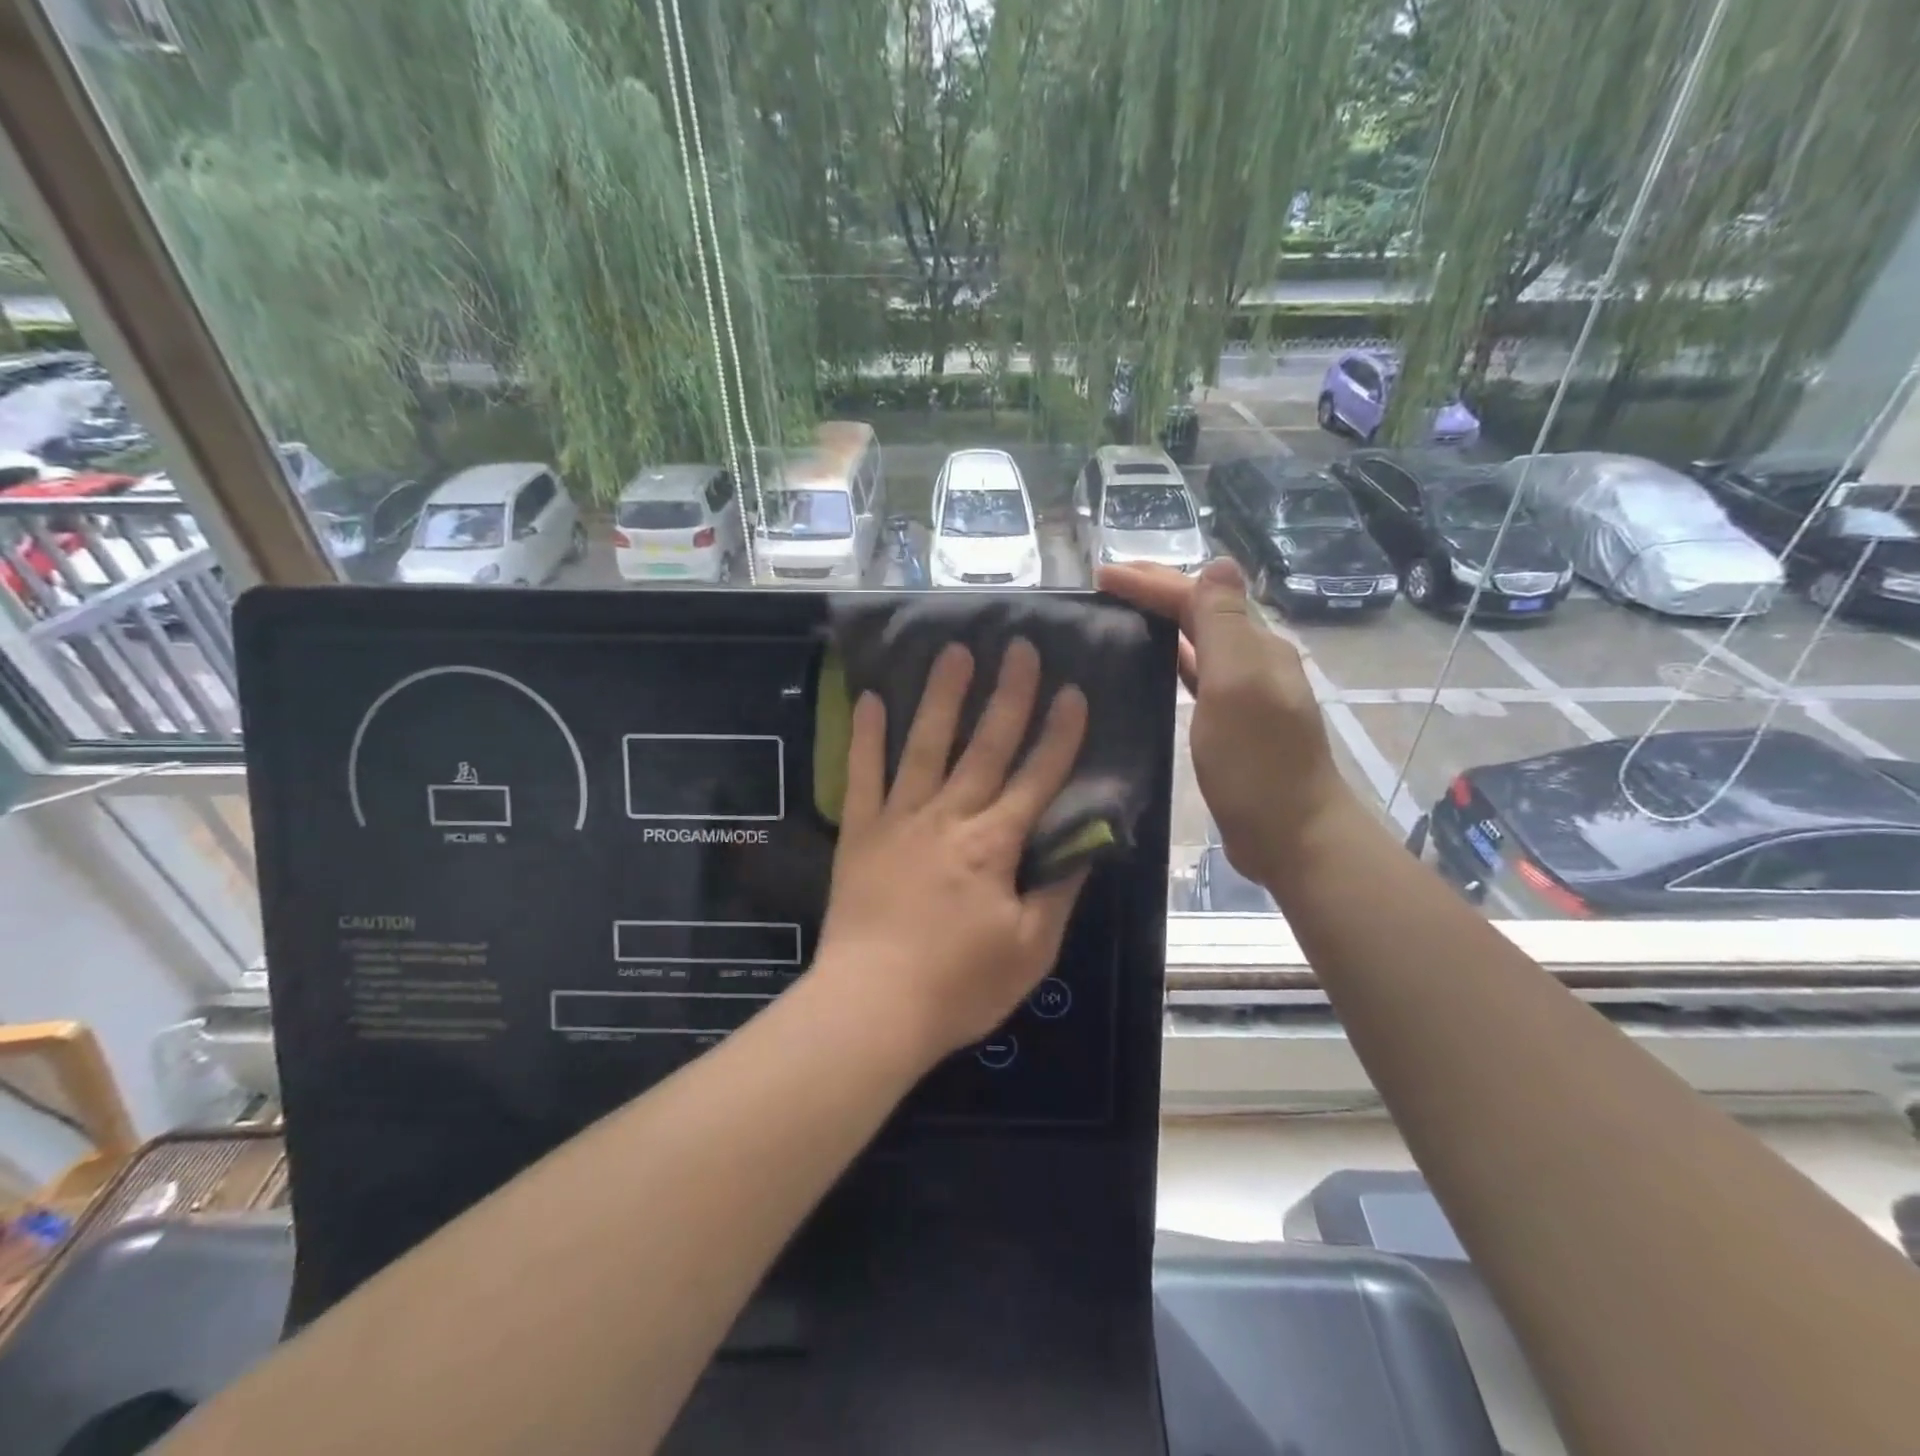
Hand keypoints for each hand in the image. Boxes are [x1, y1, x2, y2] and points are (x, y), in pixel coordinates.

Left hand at [815, 638, 1090, 1059]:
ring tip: (954, 652)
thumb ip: (1058, 892)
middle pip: (985, 746)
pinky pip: (862, 775)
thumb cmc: (958, 987)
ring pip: (925, 746)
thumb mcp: (1031, 951)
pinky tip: (872, 699)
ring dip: (942, 697)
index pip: (1037, 777)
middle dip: (1008, 694)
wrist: (871, 1009)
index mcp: (994, 844)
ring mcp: (899, 820)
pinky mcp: (859, 833)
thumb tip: (1082, 844)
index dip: (1060, 734)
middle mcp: (949, 817)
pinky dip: (867, 737)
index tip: (1074, 691)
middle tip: (1018, 646)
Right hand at [1098, 558, 1353, 885]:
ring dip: (1162, 622)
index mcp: (1254, 645)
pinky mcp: (1232, 724)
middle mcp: (1253, 660)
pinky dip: (1171, 661)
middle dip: (1156, 591)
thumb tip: (1218, 563)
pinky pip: (1196, 676)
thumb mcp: (1238, 686)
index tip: (1100, 575)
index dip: (1150, 582)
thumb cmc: (1257, 763)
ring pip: (1198, 642)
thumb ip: (1224, 625)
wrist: (1292, 834)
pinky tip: (1151, 668)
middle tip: (1106, 585)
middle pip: (1200, 611)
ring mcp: (1245, 693)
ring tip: (1119, 617)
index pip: (1197, 597)